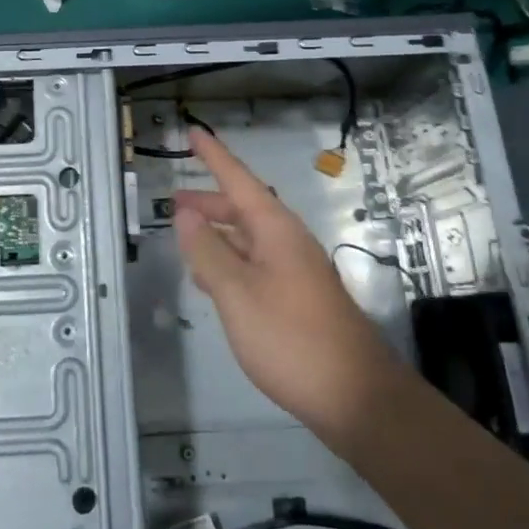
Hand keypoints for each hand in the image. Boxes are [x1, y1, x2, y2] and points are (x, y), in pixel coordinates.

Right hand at [173, 128, 401, 449]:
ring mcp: (295, 271)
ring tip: (186, 239)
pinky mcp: (297, 299)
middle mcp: (287, 242)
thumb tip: (186, 215)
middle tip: (173, 203)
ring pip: (248, 239)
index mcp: (275, 229)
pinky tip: (212, 282)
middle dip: (208, 202)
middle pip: (243, 208)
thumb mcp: (237, 293)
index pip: (238, 179)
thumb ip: (208, 252)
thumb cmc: (291, 337)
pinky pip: (255, 266)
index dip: (213, 156)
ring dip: (217, 234)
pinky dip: (229, 263)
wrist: (355, 396)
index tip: (193, 132)